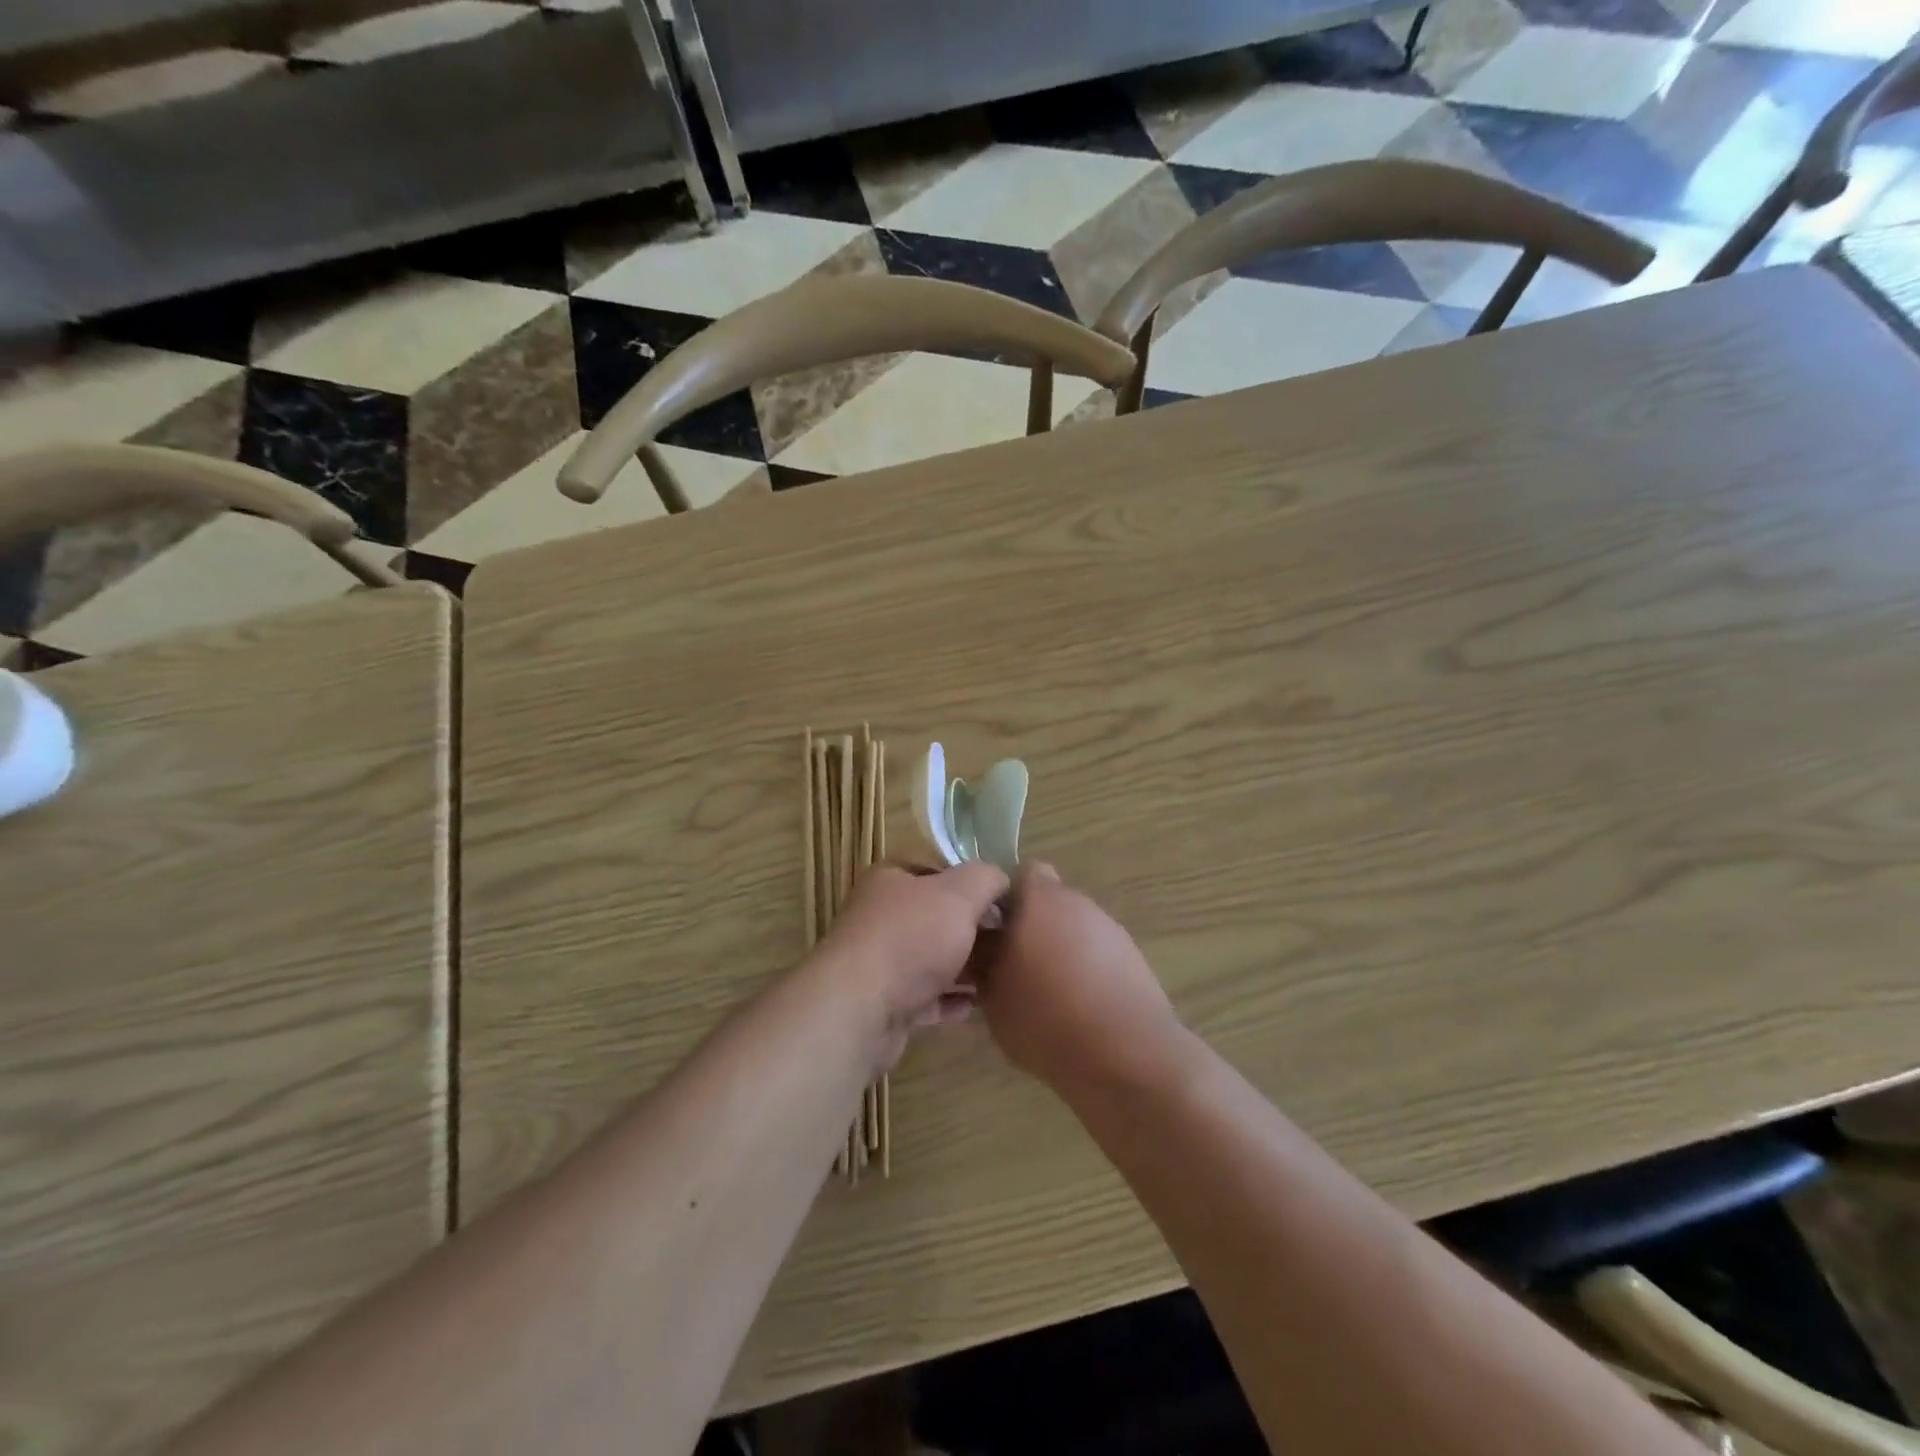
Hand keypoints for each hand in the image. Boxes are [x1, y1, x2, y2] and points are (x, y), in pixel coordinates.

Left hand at [814, 861, 1008, 1068]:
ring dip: (963, 967)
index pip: (935, 871)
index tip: (1002, 902)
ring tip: (1000, 974)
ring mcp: (879, 963)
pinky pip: (924, 998)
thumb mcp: (959, 894)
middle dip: (970, 928)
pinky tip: (975, 1005)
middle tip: (1008, 940)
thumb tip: (1001, 880)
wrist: (860, 1009)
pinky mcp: (883, 1004)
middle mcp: (880, 917)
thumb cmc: (910, 938)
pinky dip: (949, 1001)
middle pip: (934, 917)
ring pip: (930, 960)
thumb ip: (985, 879)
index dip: (969, 883)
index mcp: (890, 880)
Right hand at [974, 864, 1181, 1091]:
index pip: (1020, 873)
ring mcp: (1109, 928)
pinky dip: (1084, 969)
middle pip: (1047, 901)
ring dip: (1058, 949)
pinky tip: (1077, 1008)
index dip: (1003, 897)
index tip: (991, 931)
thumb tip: (978, 946)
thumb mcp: (993, 995)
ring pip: (1072, 928)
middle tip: (1012, 966)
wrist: (1127, 1053)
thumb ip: (982, 961)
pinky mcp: (1132, 956)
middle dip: (1030, 926)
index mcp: (1039, 899)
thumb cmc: (1047, 1017)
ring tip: (1045, 994)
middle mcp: (1076, 902)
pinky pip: (1096, 952)